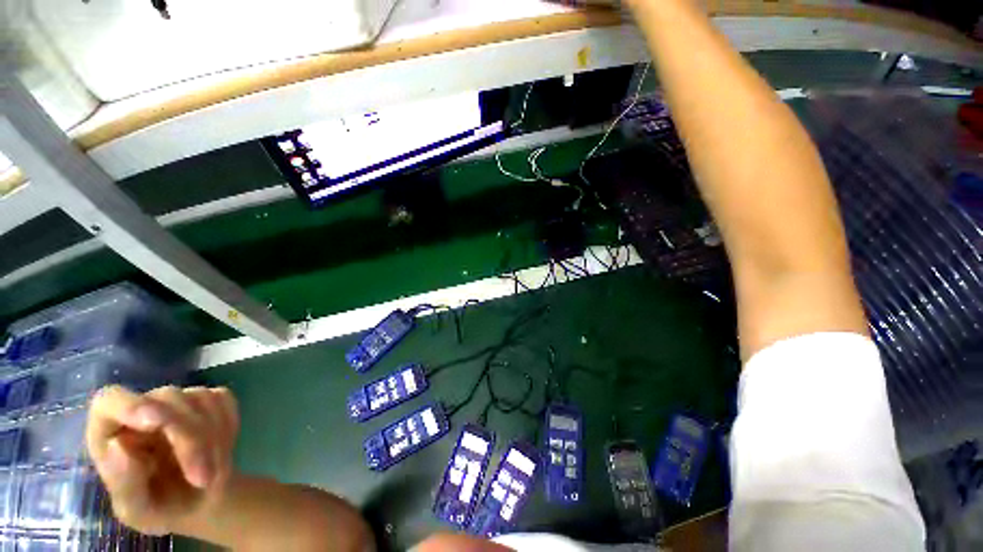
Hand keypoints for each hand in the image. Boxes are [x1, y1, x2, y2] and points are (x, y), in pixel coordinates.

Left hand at [85, 385, 238, 535]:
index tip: (154, 421)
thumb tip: (119, 445)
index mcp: (110, 430)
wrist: (198, 501)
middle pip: (168, 401)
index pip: (110, 400)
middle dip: (191, 440)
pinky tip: (220, 450)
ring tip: (211, 474)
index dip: (130, 405)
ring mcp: (179, 400)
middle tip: (203, 479)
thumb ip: (124, 484)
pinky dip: (227, 427)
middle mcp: (142, 407)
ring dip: (213, 438)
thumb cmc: (159, 507)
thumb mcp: (138, 511)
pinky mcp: (210, 398)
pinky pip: (223, 401)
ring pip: (201, 400)